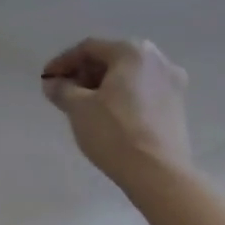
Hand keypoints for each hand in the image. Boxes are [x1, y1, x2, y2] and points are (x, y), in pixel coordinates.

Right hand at [41, 37, 192, 181]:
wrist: (159, 176)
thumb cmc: (115, 133)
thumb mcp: (78, 107)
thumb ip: (61, 89)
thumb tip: (53, 84)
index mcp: (132, 52)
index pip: (89, 49)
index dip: (63, 62)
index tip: (47, 79)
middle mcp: (157, 60)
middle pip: (110, 59)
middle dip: (83, 73)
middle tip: (63, 91)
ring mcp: (172, 84)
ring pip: (127, 76)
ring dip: (102, 85)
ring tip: (82, 105)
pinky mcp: (178, 107)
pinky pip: (142, 92)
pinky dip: (121, 97)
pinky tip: (107, 114)